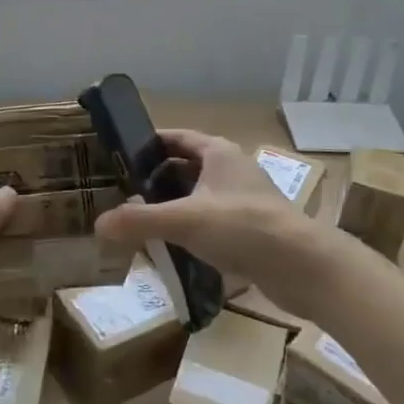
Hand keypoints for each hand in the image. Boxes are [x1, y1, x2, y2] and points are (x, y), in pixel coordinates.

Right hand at [93, 129, 355, 317]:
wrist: (304, 266)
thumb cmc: (243, 227)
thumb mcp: (184, 221)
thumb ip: (140, 221)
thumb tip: (99, 224)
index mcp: (217, 152)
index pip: (175, 137)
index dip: (148, 145)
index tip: (119, 158)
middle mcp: (232, 168)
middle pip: (186, 166)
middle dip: (157, 179)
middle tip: (125, 196)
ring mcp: (245, 198)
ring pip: (200, 195)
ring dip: (175, 206)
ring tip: (144, 223)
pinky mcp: (254, 227)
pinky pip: (214, 220)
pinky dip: (193, 228)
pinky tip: (177, 248)